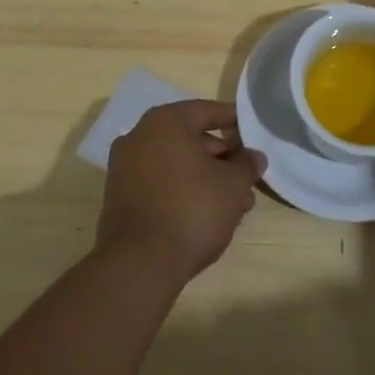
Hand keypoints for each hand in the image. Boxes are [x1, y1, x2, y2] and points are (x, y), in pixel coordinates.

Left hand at [97, 100, 264, 286]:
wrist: (139, 263)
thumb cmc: (191, 209)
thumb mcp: (233, 184)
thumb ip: (247, 164)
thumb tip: (254, 156)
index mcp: (164, 122)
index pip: (206, 111)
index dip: (233, 121)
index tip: (253, 133)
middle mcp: (139, 137)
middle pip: (190, 139)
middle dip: (222, 158)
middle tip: (247, 177)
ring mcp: (124, 168)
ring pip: (177, 165)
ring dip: (207, 179)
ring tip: (236, 205)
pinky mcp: (120, 198)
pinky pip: (160, 184)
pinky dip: (184, 192)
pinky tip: (208, 215)